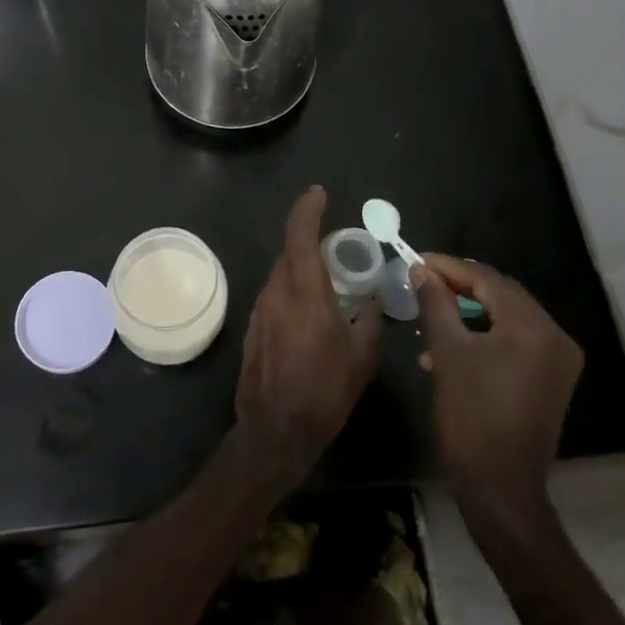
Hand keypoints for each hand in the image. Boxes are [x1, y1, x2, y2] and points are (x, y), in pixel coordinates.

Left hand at [235, 185, 383, 484]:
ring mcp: (260, 310)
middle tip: (337, 250)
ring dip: (301, 269)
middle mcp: (277, 292)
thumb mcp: (361, 358)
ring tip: (328, 283)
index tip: (318, 193)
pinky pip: (275, 296)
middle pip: (290, 252)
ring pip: (281, 274)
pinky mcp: (253, 328)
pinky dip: (292, 291)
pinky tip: (309, 313)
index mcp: (305, 293)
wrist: (275, 430)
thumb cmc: (324, 391)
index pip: (300, 235)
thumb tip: (372, 302)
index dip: (307, 209)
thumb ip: (370, 321)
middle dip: (310, 241)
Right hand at [415, 254, 584, 534]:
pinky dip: (485, 339)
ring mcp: (558, 362)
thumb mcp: (447, 354)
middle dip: (460, 288)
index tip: (417, 261)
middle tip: (423, 284)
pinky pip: (516, 344)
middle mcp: (555, 337)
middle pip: (502, 296)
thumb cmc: (470, 417)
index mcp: (533, 326)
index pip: (488, 279)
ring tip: (431, 320)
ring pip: (507, 320)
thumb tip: (422, 271)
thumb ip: (436, 304)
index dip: (449, 267)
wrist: (500, 489)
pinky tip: (451, 351)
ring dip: (470, 315)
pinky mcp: (551, 382)